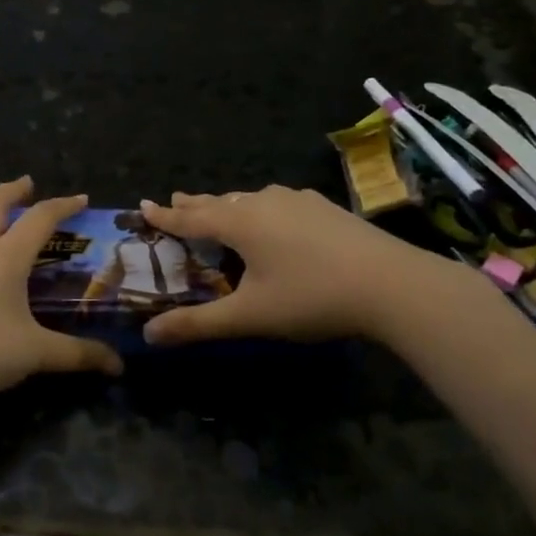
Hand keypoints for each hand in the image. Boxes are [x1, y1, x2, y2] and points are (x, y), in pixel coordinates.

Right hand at [141, 186, 463, 346]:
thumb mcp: (249, 316)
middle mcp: (264, 203)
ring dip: (228, 205)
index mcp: (240, 224)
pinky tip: (275, 217)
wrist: (392, 284)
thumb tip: (148, 335)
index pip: (191, 218)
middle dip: (194, 205)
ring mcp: (299, 202)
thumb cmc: (311, 297)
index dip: (165, 216)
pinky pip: (279, 203)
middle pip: (219, 202)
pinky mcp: (326, 208)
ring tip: (219, 209)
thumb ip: (197, 325)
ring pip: (250, 200)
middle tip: (174, 201)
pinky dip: (261, 209)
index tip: (143, 205)